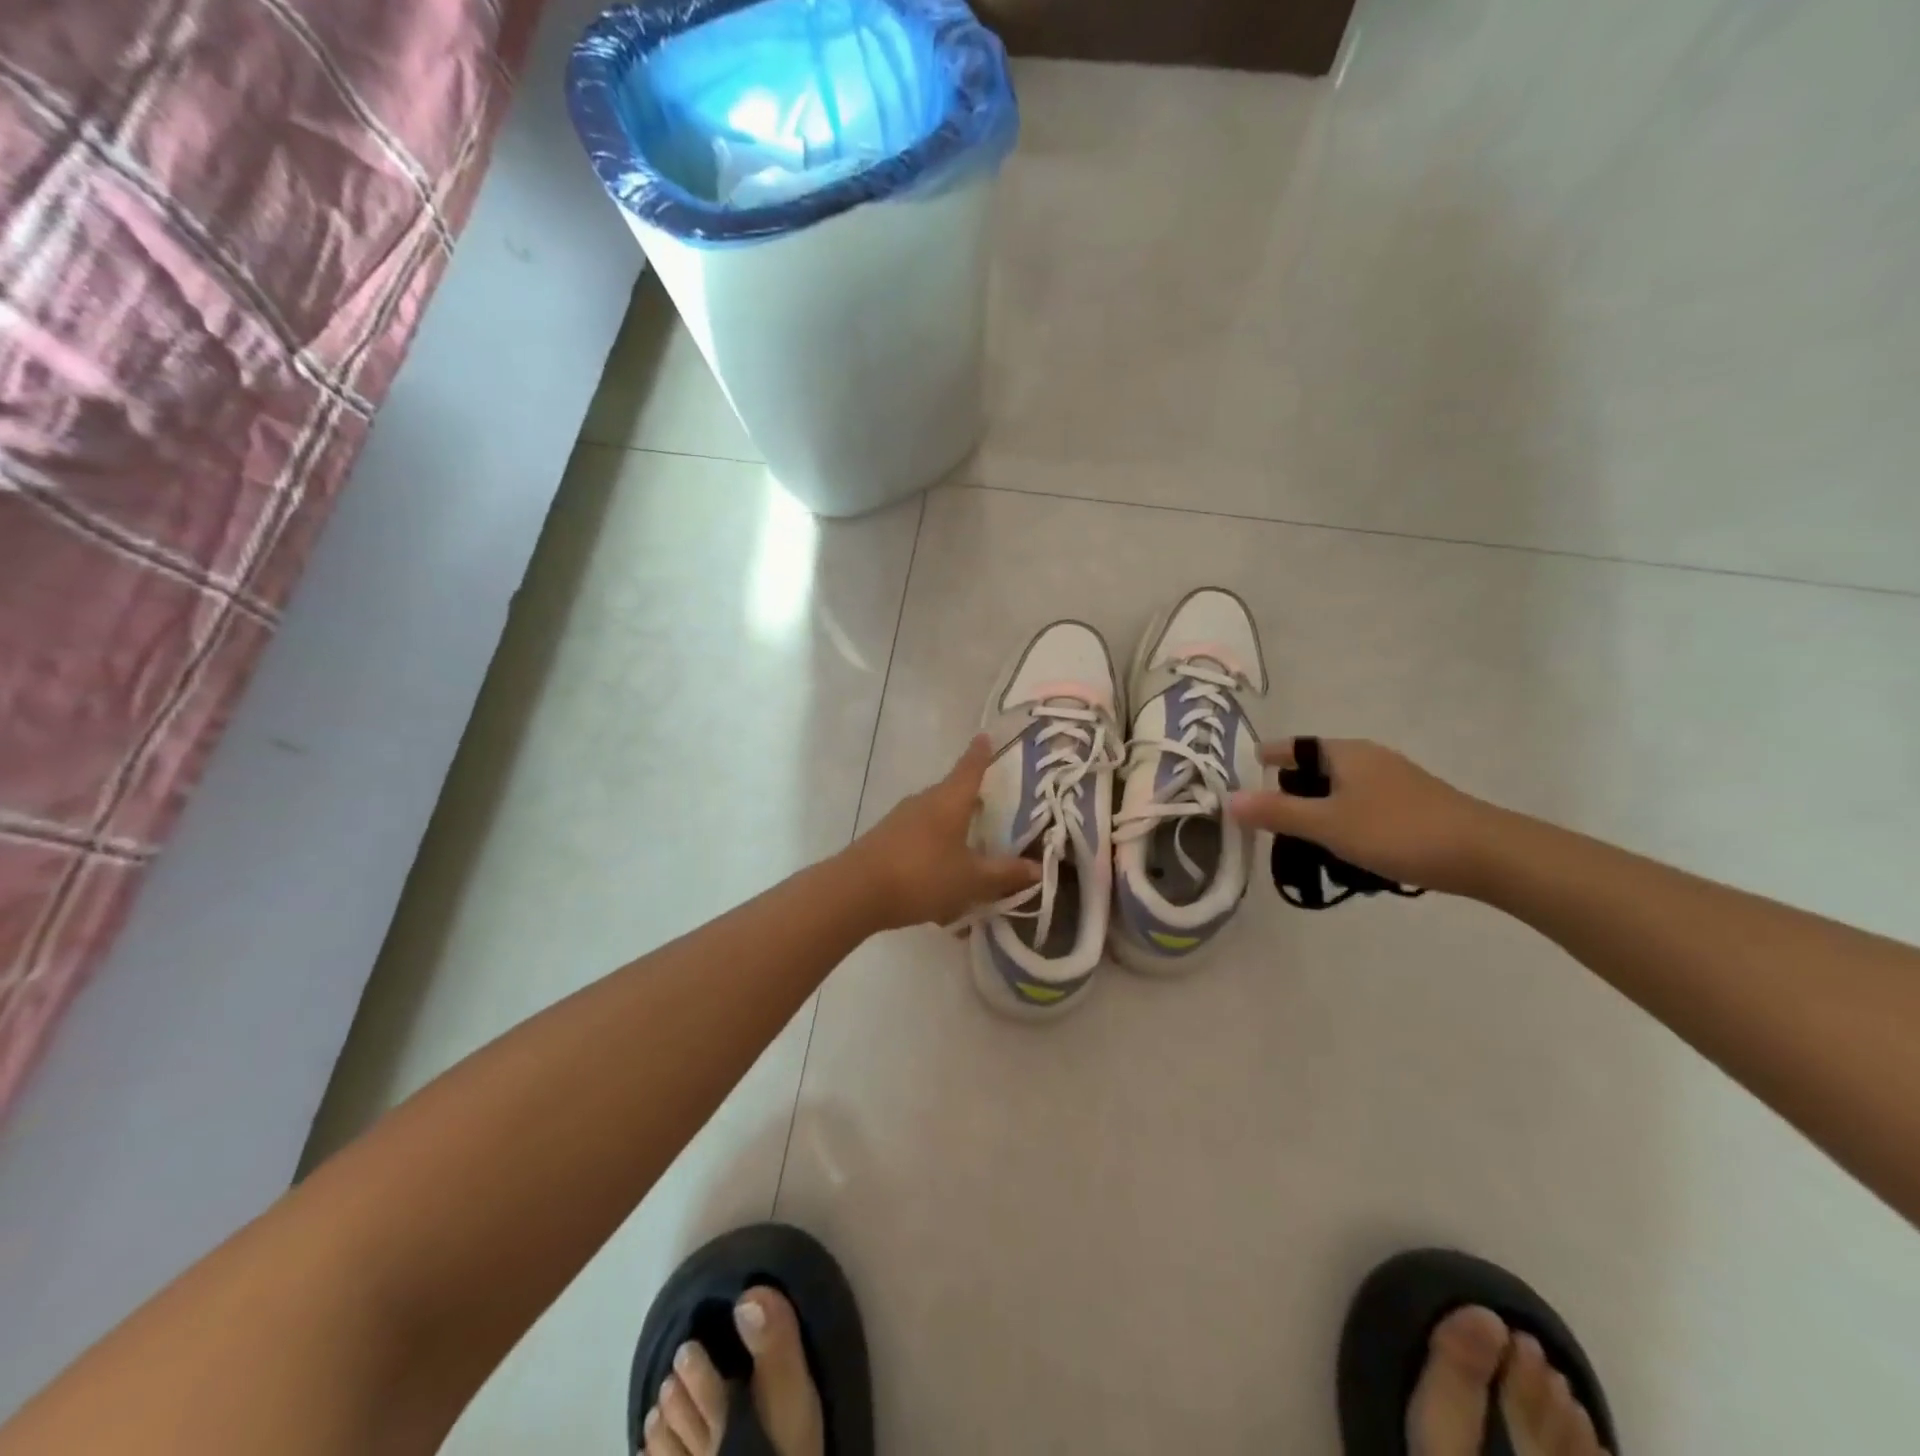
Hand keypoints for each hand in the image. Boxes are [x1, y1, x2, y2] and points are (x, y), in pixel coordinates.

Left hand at [845, 735, 1040, 930]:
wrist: (856, 892)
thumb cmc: (922, 876)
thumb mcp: (971, 880)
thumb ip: (1005, 873)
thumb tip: (1038, 868)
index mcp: (949, 801)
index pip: (970, 769)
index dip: (981, 754)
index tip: (985, 736)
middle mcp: (924, 802)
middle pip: (952, 793)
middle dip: (970, 800)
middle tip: (990, 808)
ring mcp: (900, 819)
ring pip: (934, 818)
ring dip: (951, 830)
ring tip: (968, 853)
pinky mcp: (884, 839)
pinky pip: (918, 838)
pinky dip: (934, 852)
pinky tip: (939, 883)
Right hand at [1226, 738, 1498, 894]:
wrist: (1486, 855)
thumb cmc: (1397, 831)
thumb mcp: (1328, 824)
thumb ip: (1277, 812)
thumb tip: (1228, 799)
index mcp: (1345, 753)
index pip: (1293, 746)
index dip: (1266, 757)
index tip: (1242, 773)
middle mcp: (1368, 759)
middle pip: (1315, 768)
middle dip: (1288, 791)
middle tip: (1267, 821)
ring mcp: (1393, 782)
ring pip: (1339, 790)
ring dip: (1317, 811)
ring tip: (1301, 843)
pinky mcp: (1412, 805)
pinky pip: (1361, 806)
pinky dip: (1343, 821)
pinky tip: (1343, 850)